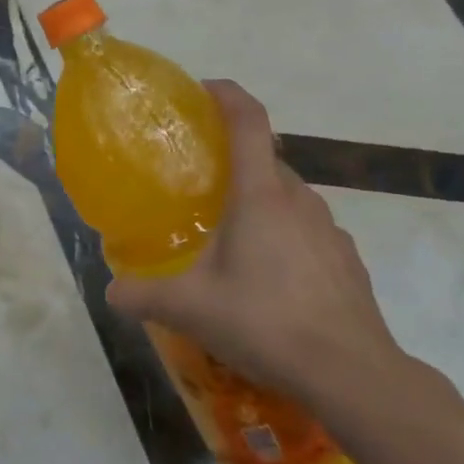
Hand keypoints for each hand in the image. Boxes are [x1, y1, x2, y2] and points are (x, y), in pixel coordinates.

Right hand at [105, 81, 407, 414]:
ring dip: (256, 199)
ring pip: (286, 195)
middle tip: (195, 180)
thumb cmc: (266, 322)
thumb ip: (141, 294)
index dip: (226, 95)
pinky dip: (282, 232)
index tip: (201, 90)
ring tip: (227, 232)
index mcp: (260, 195)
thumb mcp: (189, 308)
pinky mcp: (345, 258)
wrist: (353, 373)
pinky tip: (266, 274)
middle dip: (230, 158)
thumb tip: (110, 291)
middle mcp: (298, 199)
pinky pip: (306, 228)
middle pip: (264, 158)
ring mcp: (329, 229)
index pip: (248, 121)